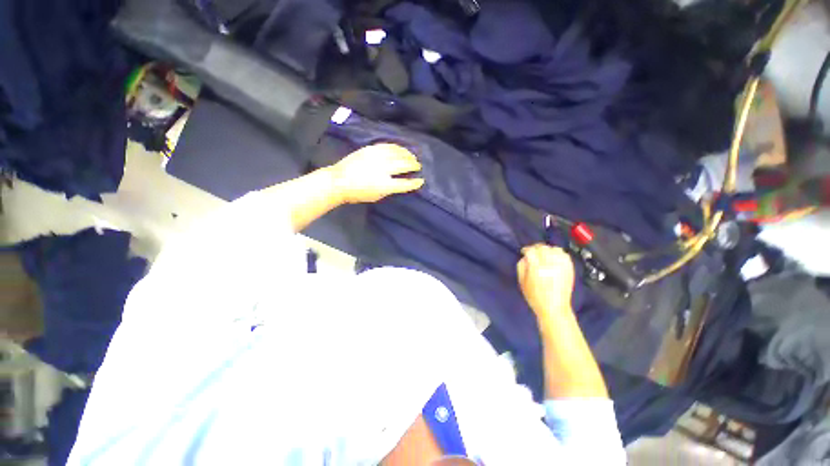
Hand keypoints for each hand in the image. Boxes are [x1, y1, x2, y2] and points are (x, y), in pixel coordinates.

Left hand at [330, 143, 424, 203]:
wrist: (338, 181)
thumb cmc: (358, 193)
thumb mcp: (377, 196)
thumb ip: (390, 189)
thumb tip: (399, 182)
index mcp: (384, 185)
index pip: (405, 184)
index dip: (414, 182)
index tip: (421, 181)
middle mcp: (383, 169)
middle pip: (404, 165)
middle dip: (413, 165)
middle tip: (417, 166)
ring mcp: (376, 157)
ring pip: (397, 153)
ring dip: (407, 155)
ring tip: (412, 157)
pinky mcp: (371, 149)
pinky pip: (388, 146)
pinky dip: (397, 147)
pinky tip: (401, 149)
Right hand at [517, 244, 574, 320]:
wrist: (554, 308)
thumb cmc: (534, 297)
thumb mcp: (522, 282)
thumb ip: (521, 266)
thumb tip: (525, 257)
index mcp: (536, 268)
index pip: (531, 251)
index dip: (526, 249)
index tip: (524, 252)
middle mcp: (550, 265)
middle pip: (543, 247)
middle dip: (536, 248)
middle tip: (533, 253)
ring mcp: (562, 266)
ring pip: (555, 249)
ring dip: (548, 250)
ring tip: (544, 255)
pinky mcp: (569, 269)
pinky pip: (565, 255)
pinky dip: (558, 254)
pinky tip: (554, 258)